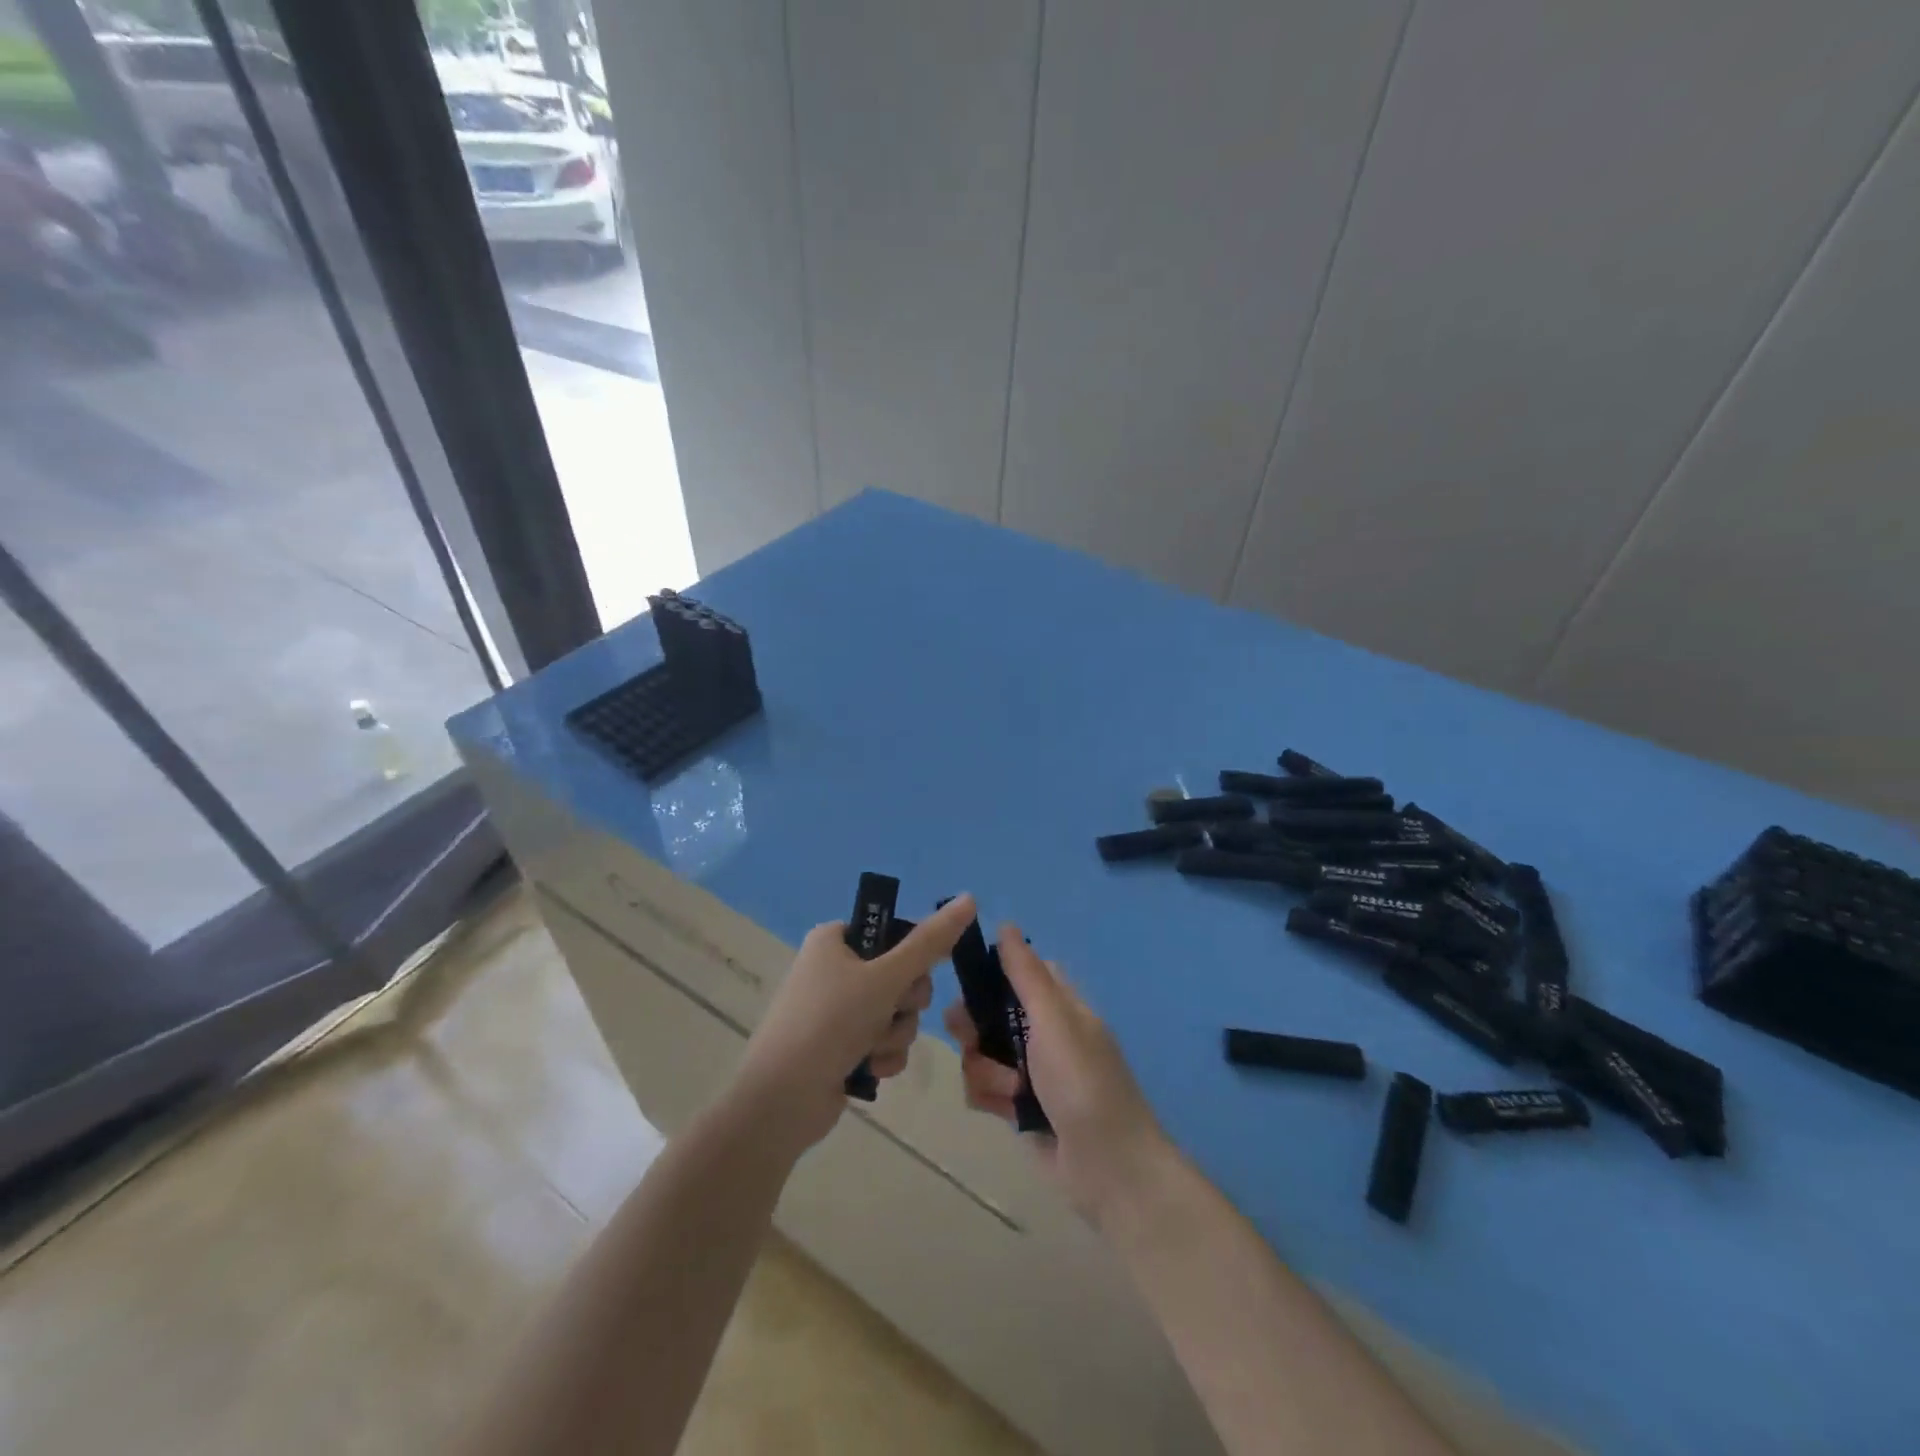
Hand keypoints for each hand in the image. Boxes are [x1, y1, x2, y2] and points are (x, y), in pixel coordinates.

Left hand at [734, 893, 976, 1155]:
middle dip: (905, 1002)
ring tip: (872, 1049)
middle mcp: (834, 969)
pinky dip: (883, 1056)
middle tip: (891, 1010)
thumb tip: (970, 898)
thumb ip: (930, 942)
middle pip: (901, 975)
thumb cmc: (830, 1022)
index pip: (894, 931)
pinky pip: (884, 1042)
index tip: (914, 972)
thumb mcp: (885, 977)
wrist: (781, 1101)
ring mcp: (836, 1011)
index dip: (912, 954)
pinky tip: (869, 1070)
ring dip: (895, 1034)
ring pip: (897, 1013)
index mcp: (834, 940)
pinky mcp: (841, 1047)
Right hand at [945, 925, 1172, 1224]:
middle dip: (974, 1027)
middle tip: (970, 1038)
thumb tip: (1006, 925)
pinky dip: (989, 1098)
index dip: (992, 973)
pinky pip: (983, 1089)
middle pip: (989, 1012)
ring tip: (1008, 1091)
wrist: (1108, 1169)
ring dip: (985, 1070)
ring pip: (981, 1052)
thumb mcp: (1054, 1020)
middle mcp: (1042, 1033)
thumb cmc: (1083, 1083)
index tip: (969, 981)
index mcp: (1059, 1006)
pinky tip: (1003, 1113)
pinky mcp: (1018, 1108)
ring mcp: (1030, 1072)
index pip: (1020, 972)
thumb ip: (1026, 975)